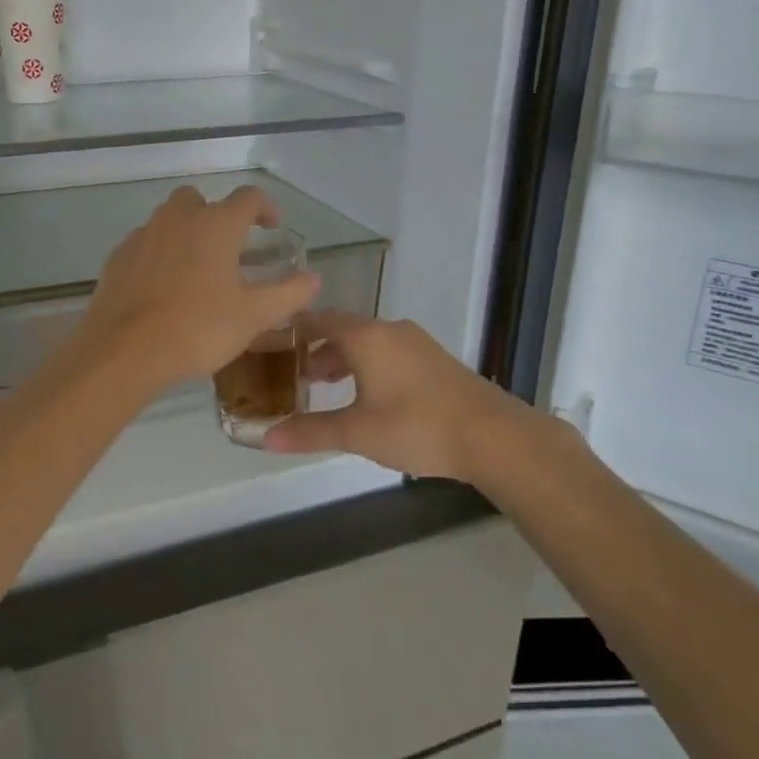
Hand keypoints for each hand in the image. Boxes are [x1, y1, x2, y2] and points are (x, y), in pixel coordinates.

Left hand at [74, 186, 320, 396]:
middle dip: (217, 215)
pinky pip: (145, 244)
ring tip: (197, 269)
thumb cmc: (197, 328)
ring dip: (186, 232)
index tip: (272, 227)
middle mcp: (178, 219)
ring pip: (169, 219)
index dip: (265, 208)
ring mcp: (143, 235)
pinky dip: (159, 254)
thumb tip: (312, 278)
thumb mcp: (253, 316)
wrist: (123, 351)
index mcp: (216, 224)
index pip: (248, 198)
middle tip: (230, 248)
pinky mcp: (118, 257)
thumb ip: (288, 293)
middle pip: (200, 200)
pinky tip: (163, 287)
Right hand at [263, 311, 572, 487]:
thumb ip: (311, 431)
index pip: (318, 320)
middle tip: (295, 374)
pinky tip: (369, 396)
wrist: (492, 435)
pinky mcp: (434, 359)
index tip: (271, 344)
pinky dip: (369, 365)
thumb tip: (266, 439)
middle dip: (317, 350)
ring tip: (327, 387)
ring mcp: (416, 342)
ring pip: (368, 342)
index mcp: (365, 336)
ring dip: (344, 359)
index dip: (293, 330)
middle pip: (343, 329)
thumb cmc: (417, 426)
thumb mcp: (358, 432)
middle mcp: (389, 330)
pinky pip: (389, 352)